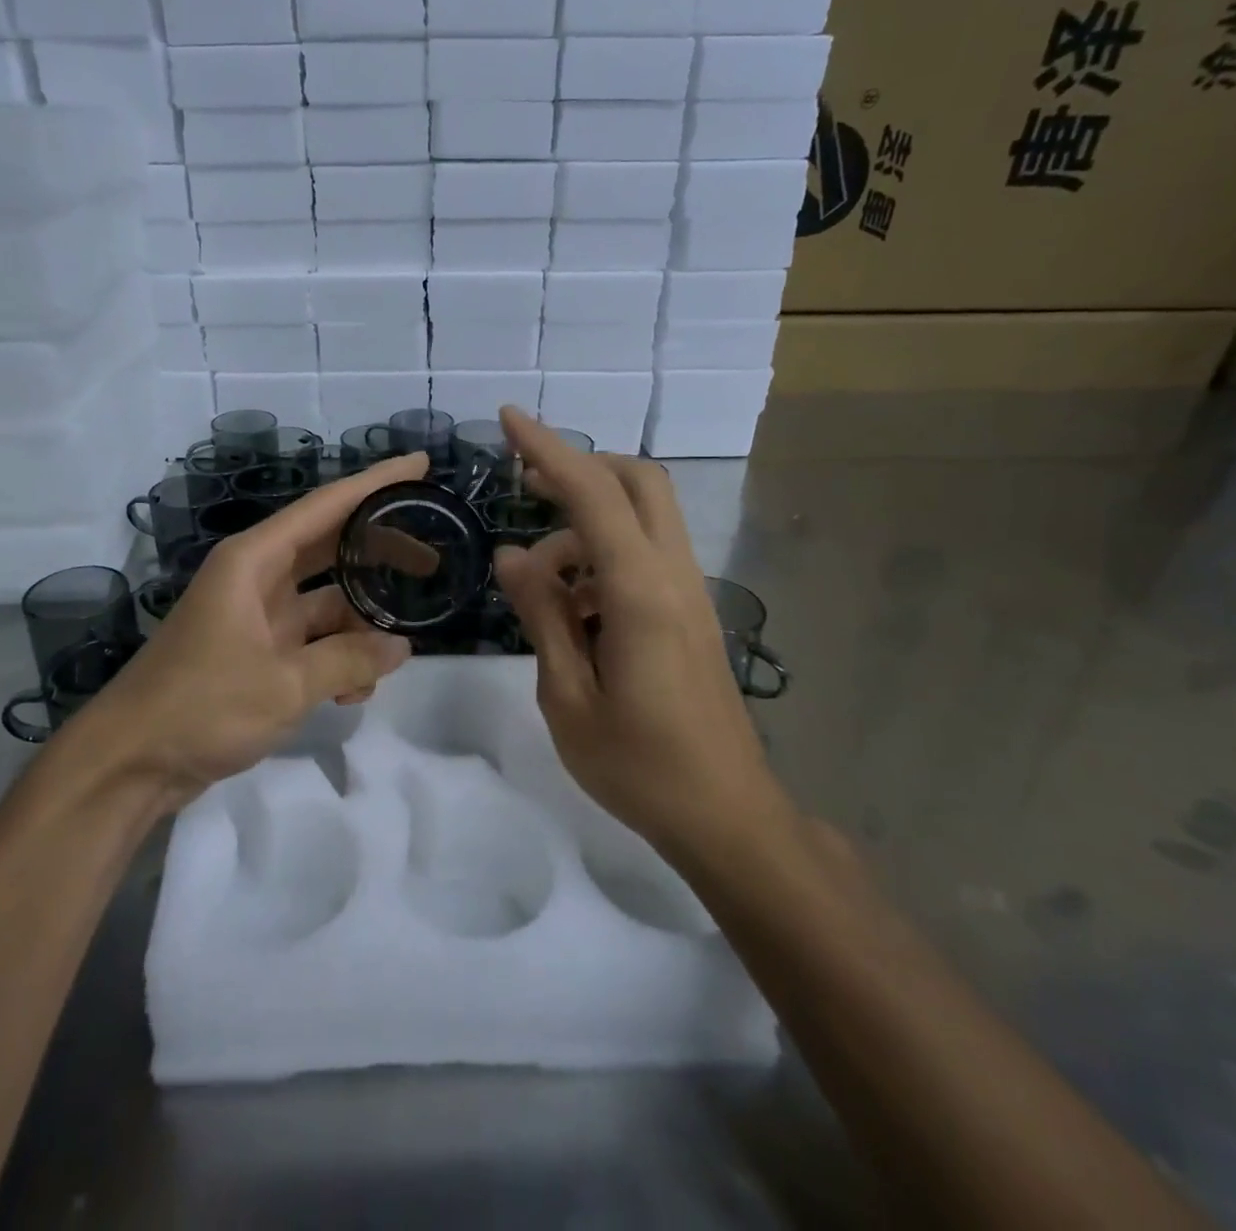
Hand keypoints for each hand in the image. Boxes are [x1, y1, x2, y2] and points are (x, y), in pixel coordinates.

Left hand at [72, 453, 426, 808]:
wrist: (130, 761)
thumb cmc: (201, 706)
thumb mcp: (285, 684)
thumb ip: (349, 660)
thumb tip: (402, 647)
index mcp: (254, 560)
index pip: (327, 506)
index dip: (376, 484)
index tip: (421, 464)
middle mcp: (256, 577)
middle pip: (331, 547)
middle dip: (380, 552)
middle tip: (433, 559)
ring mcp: (256, 615)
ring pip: (326, 602)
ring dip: (360, 626)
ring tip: (398, 651)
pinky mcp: (257, 651)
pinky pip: (311, 641)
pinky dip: (337, 658)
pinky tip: (355, 693)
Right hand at [490, 408, 792, 855]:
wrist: (727, 816)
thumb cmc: (638, 766)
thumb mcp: (567, 696)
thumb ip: (542, 615)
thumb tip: (513, 553)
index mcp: (640, 594)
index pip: (592, 496)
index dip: (548, 450)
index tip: (509, 419)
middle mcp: (673, 576)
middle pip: (638, 481)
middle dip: (581, 467)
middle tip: (527, 487)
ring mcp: (690, 592)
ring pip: (643, 516)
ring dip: (586, 524)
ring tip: (539, 582)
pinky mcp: (691, 612)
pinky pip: (646, 553)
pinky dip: (604, 553)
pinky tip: (573, 606)